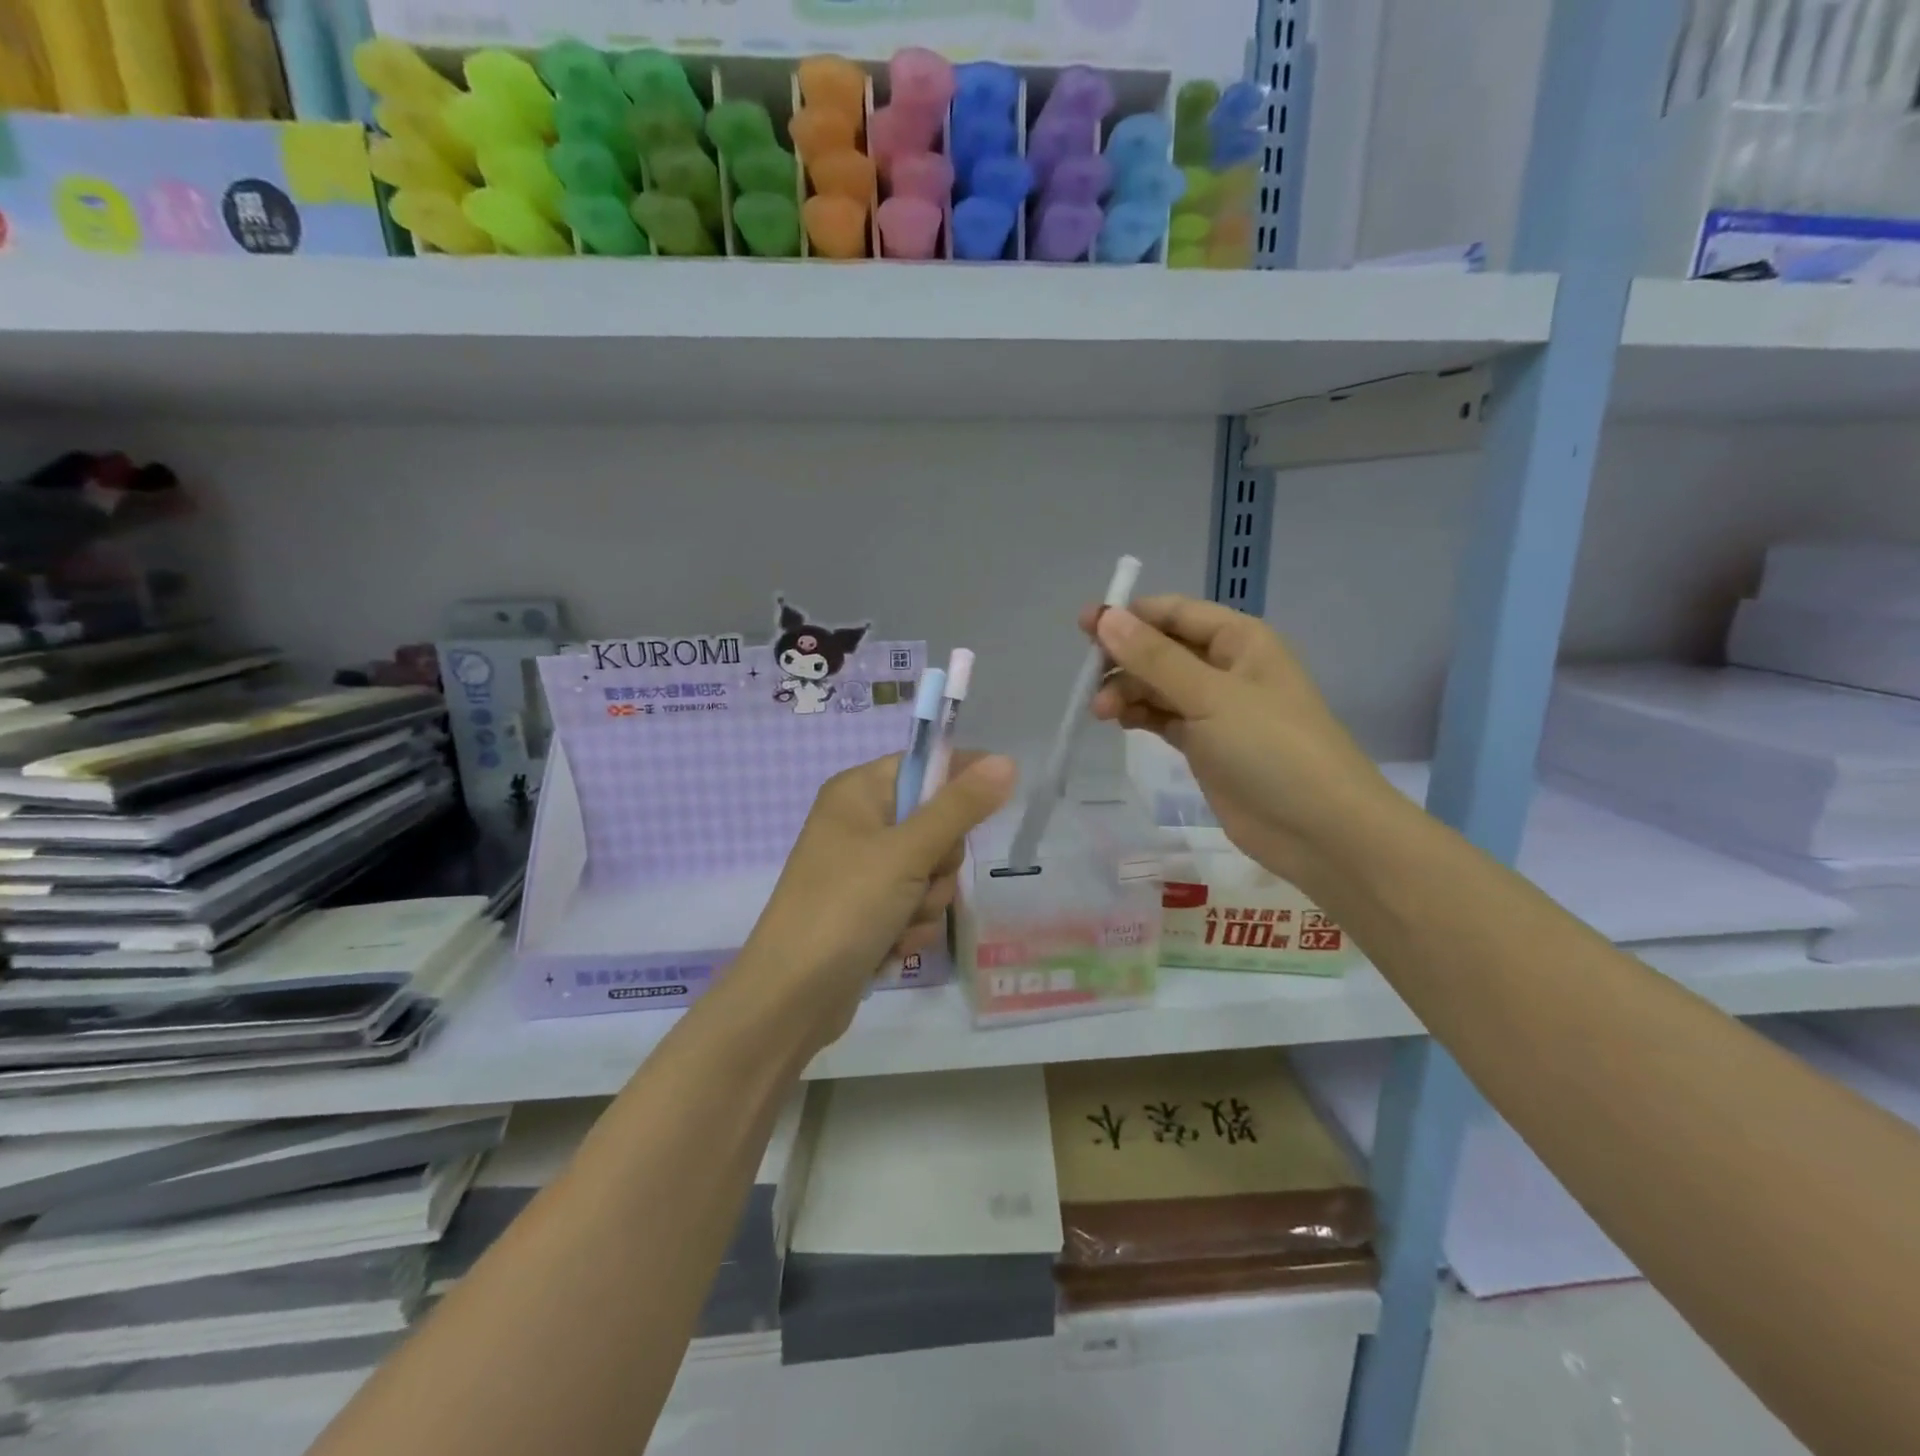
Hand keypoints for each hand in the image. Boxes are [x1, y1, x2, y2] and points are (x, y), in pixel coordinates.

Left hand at [737, 753, 1016, 1051]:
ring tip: (898, 922)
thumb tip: (1006, 761)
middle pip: (935, 824)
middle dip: (938, 862)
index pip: (923, 766)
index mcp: (857, 792)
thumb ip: (960, 807)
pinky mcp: (868, 911)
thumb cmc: (845, 907)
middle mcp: (859, 825)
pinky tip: (890, 946)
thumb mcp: (907, 852)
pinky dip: (911, 927)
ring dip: (927, 902)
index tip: (993, 804)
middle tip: (920, 879)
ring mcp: (863, 871)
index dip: (960, 781)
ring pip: (930, 872)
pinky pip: (914, 906)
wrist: (791, 998)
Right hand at [1083, 595, 1390, 888]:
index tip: (1085, 625)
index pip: (1176, 613)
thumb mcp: (1210, 696)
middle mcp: (1226, 668)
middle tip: (1088, 681)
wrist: (1318, 829)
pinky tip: (1119, 722)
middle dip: (1124, 659)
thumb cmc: (1271, 748)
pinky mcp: (1205, 745)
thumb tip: (1105, 617)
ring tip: (1101, 712)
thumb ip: (1154, 658)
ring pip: (1159, 686)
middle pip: (1162, 650)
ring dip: (1127, 691)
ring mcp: (1216, 709)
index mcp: (1240, 640)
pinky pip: (1163, 717)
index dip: (1130, 615)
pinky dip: (1140, 715)